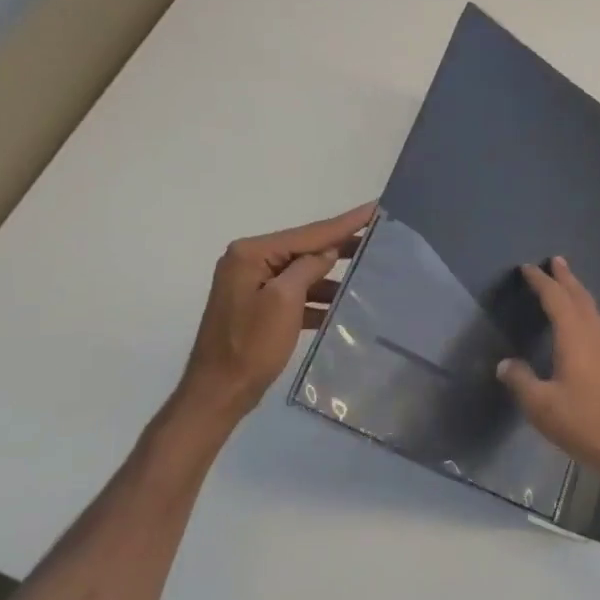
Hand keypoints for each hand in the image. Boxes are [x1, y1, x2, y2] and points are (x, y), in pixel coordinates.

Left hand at [175, 202, 374, 426]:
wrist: (220, 391)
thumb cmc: (251, 346)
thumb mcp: (284, 301)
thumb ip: (308, 268)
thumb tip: (328, 251)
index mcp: (251, 254)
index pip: (308, 233)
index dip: (345, 223)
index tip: (375, 207)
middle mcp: (249, 261)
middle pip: (304, 248)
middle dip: (341, 245)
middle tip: (380, 236)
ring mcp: (252, 285)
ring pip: (302, 272)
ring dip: (332, 275)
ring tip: (369, 270)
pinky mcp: (258, 306)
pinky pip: (295, 293)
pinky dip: (318, 298)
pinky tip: (344, 304)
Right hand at [496, 256, 599, 485]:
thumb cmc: (583, 423)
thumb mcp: (541, 406)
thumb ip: (521, 381)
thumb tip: (505, 364)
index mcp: (575, 338)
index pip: (556, 300)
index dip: (541, 282)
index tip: (527, 268)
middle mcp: (594, 336)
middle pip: (579, 297)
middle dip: (566, 278)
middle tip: (555, 260)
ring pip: (592, 310)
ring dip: (578, 292)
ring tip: (568, 283)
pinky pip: (597, 324)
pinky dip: (586, 311)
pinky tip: (583, 323)